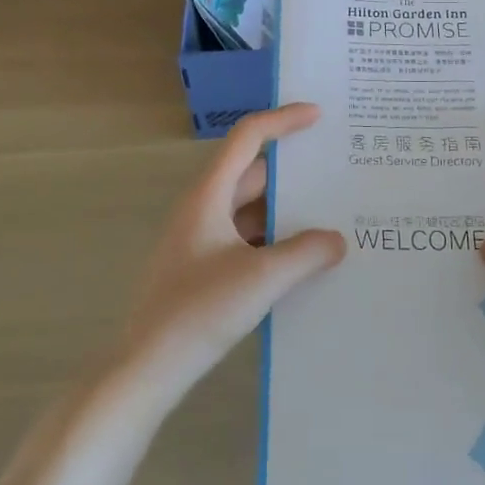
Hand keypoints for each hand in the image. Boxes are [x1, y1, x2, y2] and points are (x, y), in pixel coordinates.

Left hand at [113, 103, 345, 401]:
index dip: (282, 120)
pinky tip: (303, 260)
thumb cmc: (199, 310)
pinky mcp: (203, 268)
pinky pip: (246, 239)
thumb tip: (337, 240)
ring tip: (330, 217)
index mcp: (209, 195)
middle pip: (253, 174)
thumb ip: (306, 253)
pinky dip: (274, 241)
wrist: (147, 368)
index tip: (318, 116)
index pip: (247, 138)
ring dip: (285, 212)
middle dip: (293, 173)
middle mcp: (203, 208)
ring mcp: (201, 239)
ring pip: (251, 210)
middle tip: (336, 171)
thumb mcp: (262, 278)